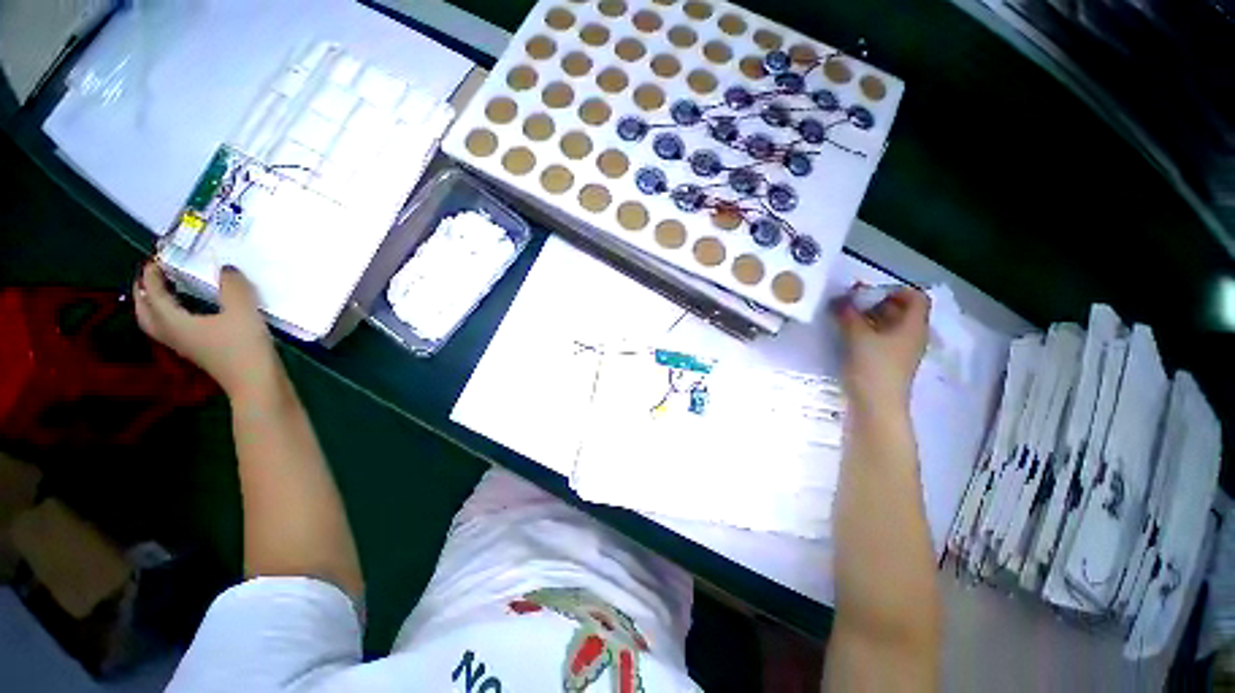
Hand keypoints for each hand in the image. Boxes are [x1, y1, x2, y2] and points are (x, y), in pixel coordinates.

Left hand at [134, 262, 278, 397]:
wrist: (256, 383)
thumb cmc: (244, 347)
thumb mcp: (243, 311)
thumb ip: (233, 286)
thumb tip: (226, 269)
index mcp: (174, 321)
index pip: (153, 293)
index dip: (151, 274)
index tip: (157, 257)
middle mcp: (172, 333)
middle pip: (144, 311)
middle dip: (143, 291)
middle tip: (152, 275)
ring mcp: (184, 345)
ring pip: (155, 322)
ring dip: (153, 305)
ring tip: (165, 291)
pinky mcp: (198, 352)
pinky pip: (172, 329)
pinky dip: (170, 316)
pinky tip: (189, 312)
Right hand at [832, 284, 930, 411]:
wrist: (876, 406)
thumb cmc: (873, 368)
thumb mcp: (858, 337)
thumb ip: (848, 315)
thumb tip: (840, 299)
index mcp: (913, 326)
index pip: (916, 298)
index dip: (895, 290)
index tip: (869, 292)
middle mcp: (912, 336)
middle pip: (902, 311)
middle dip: (877, 303)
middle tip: (852, 302)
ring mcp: (901, 351)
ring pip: (890, 326)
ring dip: (870, 318)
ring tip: (846, 318)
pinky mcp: (888, 363)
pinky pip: (882, 340)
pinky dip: (868, 333)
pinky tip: (848, 335)